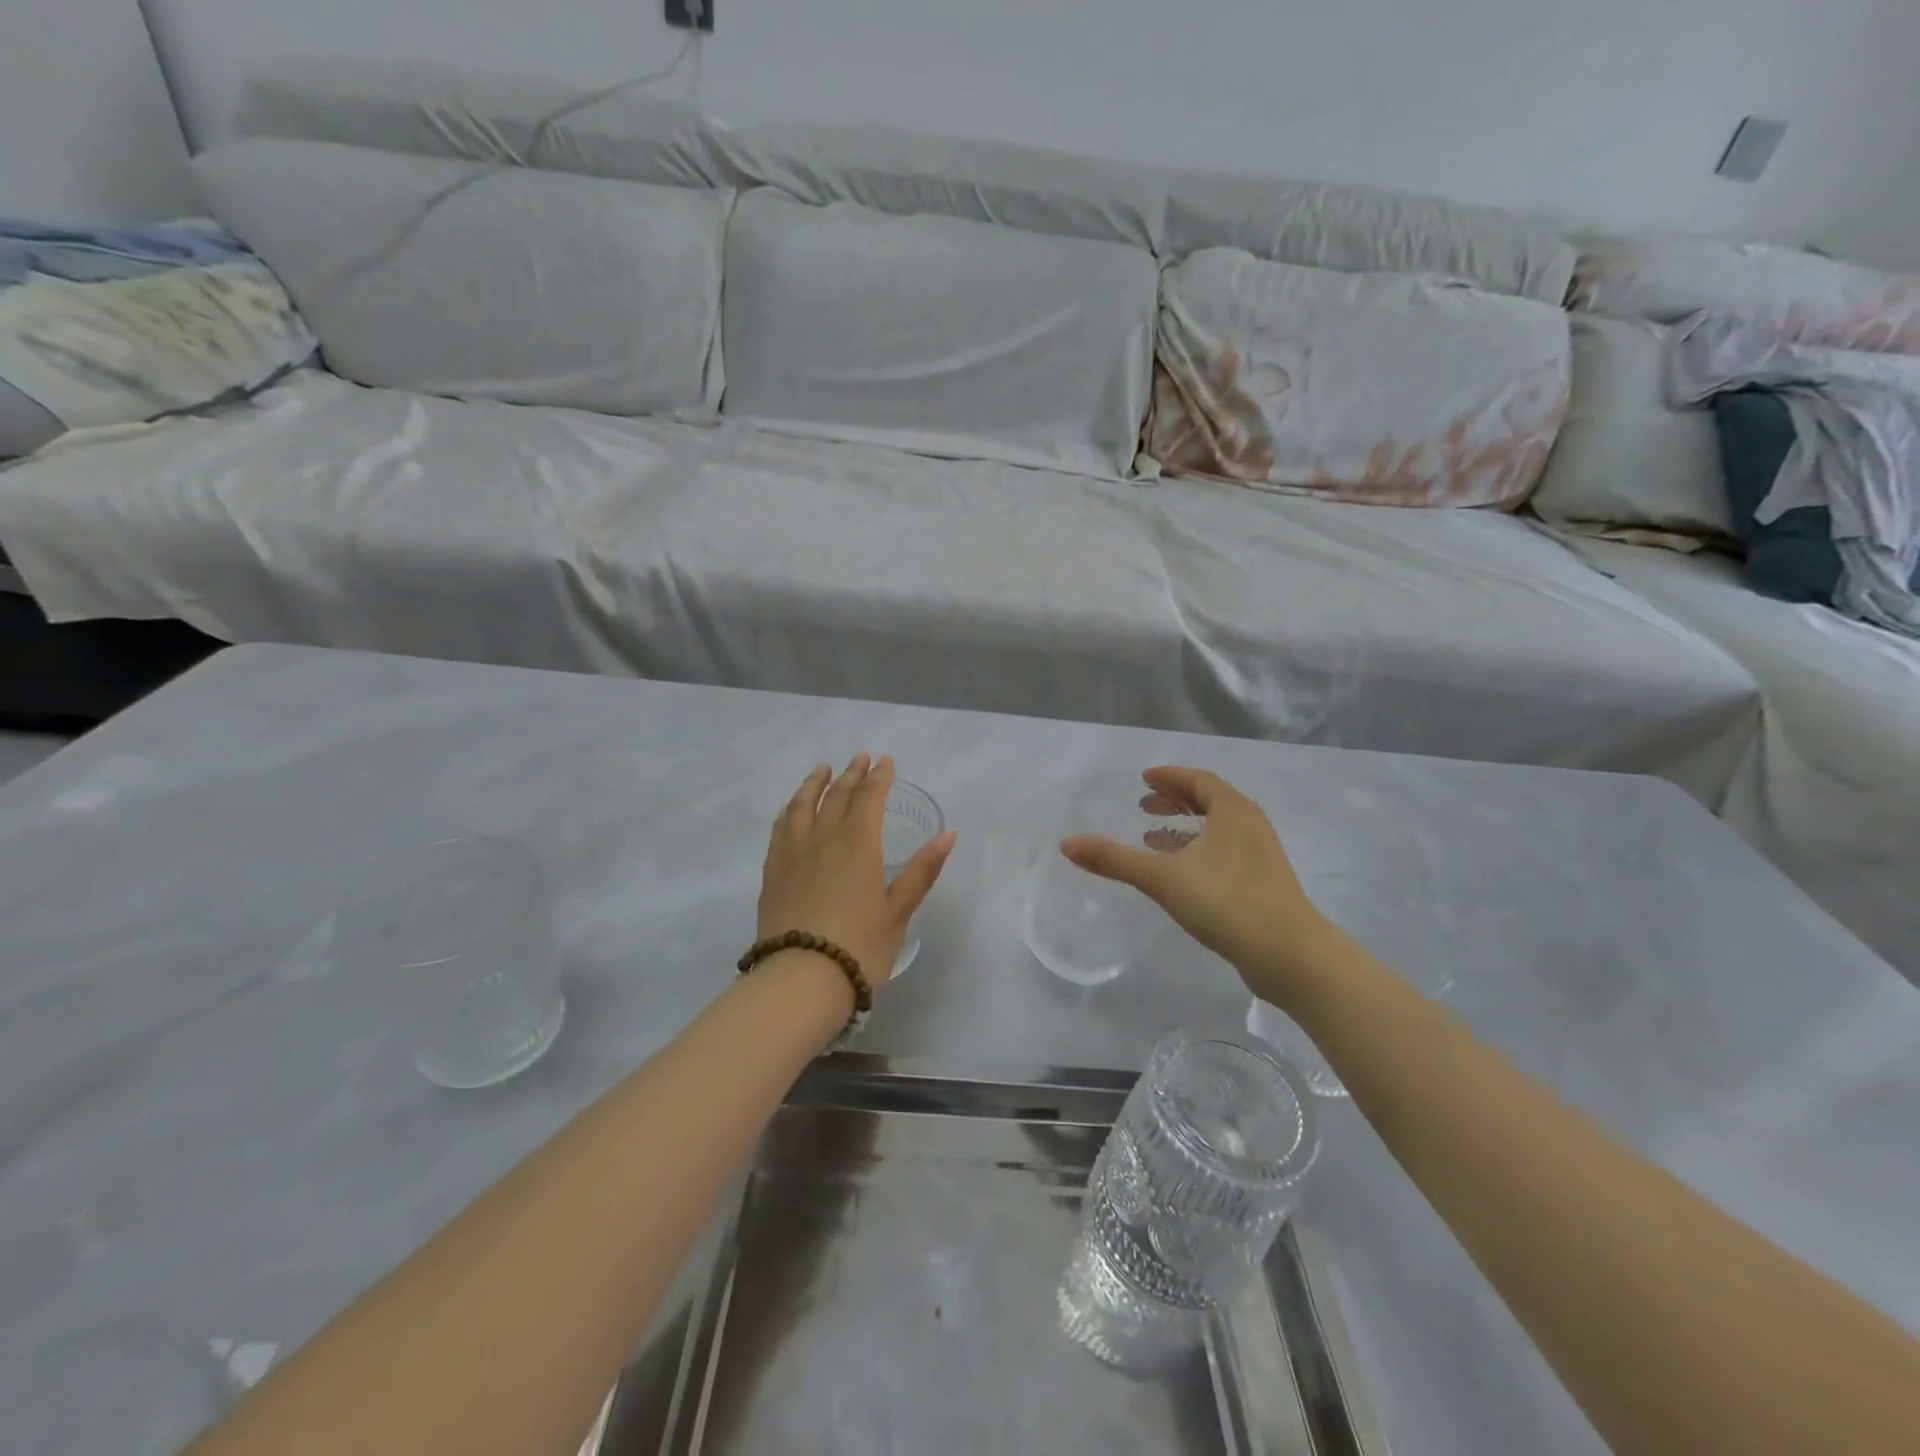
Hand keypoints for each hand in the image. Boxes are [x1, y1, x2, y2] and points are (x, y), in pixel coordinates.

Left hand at [758, 754, 957, 990]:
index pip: (869, 798)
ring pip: (802, 805)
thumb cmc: (860, 947)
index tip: (886, 762)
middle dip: (852, 774)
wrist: (800, 980)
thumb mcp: (898, 911)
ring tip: (823, 770)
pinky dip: (790, 809)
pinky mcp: (773, 871)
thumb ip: (921, 871)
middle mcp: (823, 839)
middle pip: (837, 795)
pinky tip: (792, 809)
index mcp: (858, 844)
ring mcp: (793, 853)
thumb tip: (948, 835)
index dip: (879, 777)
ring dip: (815, 783)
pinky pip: (781, 827)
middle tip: (860, 758)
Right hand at [1061, 766, 1338, 1007]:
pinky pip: (1224, 852)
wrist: (1290, 956)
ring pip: (1218, 829)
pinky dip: (1198, 850)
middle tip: (1144, 805)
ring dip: (1185, 827)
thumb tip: (1066, 843)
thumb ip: (1114, 859)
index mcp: (1233, 811)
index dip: (1169, 777)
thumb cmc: (1227, 903)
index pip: (1198, 780)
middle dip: (1175, 800)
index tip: (1144, 779)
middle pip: (1210, 801)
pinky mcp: (1262, 883)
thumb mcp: (1163, 878)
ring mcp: (1260, 855)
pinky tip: (1180, 873)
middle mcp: (1250, 825)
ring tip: (1153, 836)